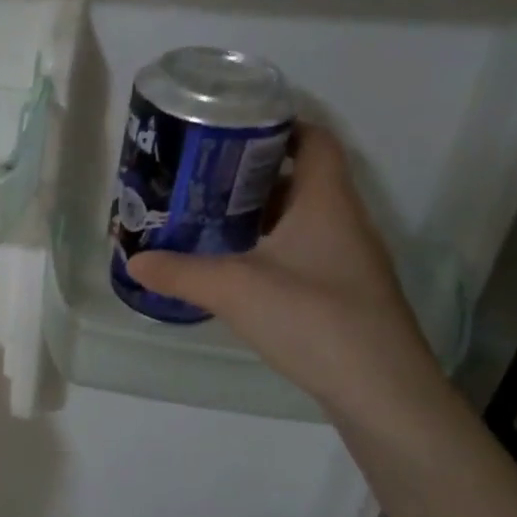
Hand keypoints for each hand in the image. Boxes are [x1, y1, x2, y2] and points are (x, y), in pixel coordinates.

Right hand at [127, 125, 441, 419]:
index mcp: (326, 201)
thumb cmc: (314, 319)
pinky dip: (269, 247)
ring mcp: (348, 259)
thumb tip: (135, 260)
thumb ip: (181, 272)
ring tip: (208, 217)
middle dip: (251, 172)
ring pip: (300, 217)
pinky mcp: (344, 292)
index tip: (228, 129)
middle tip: (200, 176)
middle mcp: (343, 220)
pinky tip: (236, 267)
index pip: (313, 139)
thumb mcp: (235, 290)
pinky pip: (303, 250)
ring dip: (258, 213)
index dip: (277, 124)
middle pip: (300, 176)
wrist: (381, 392)